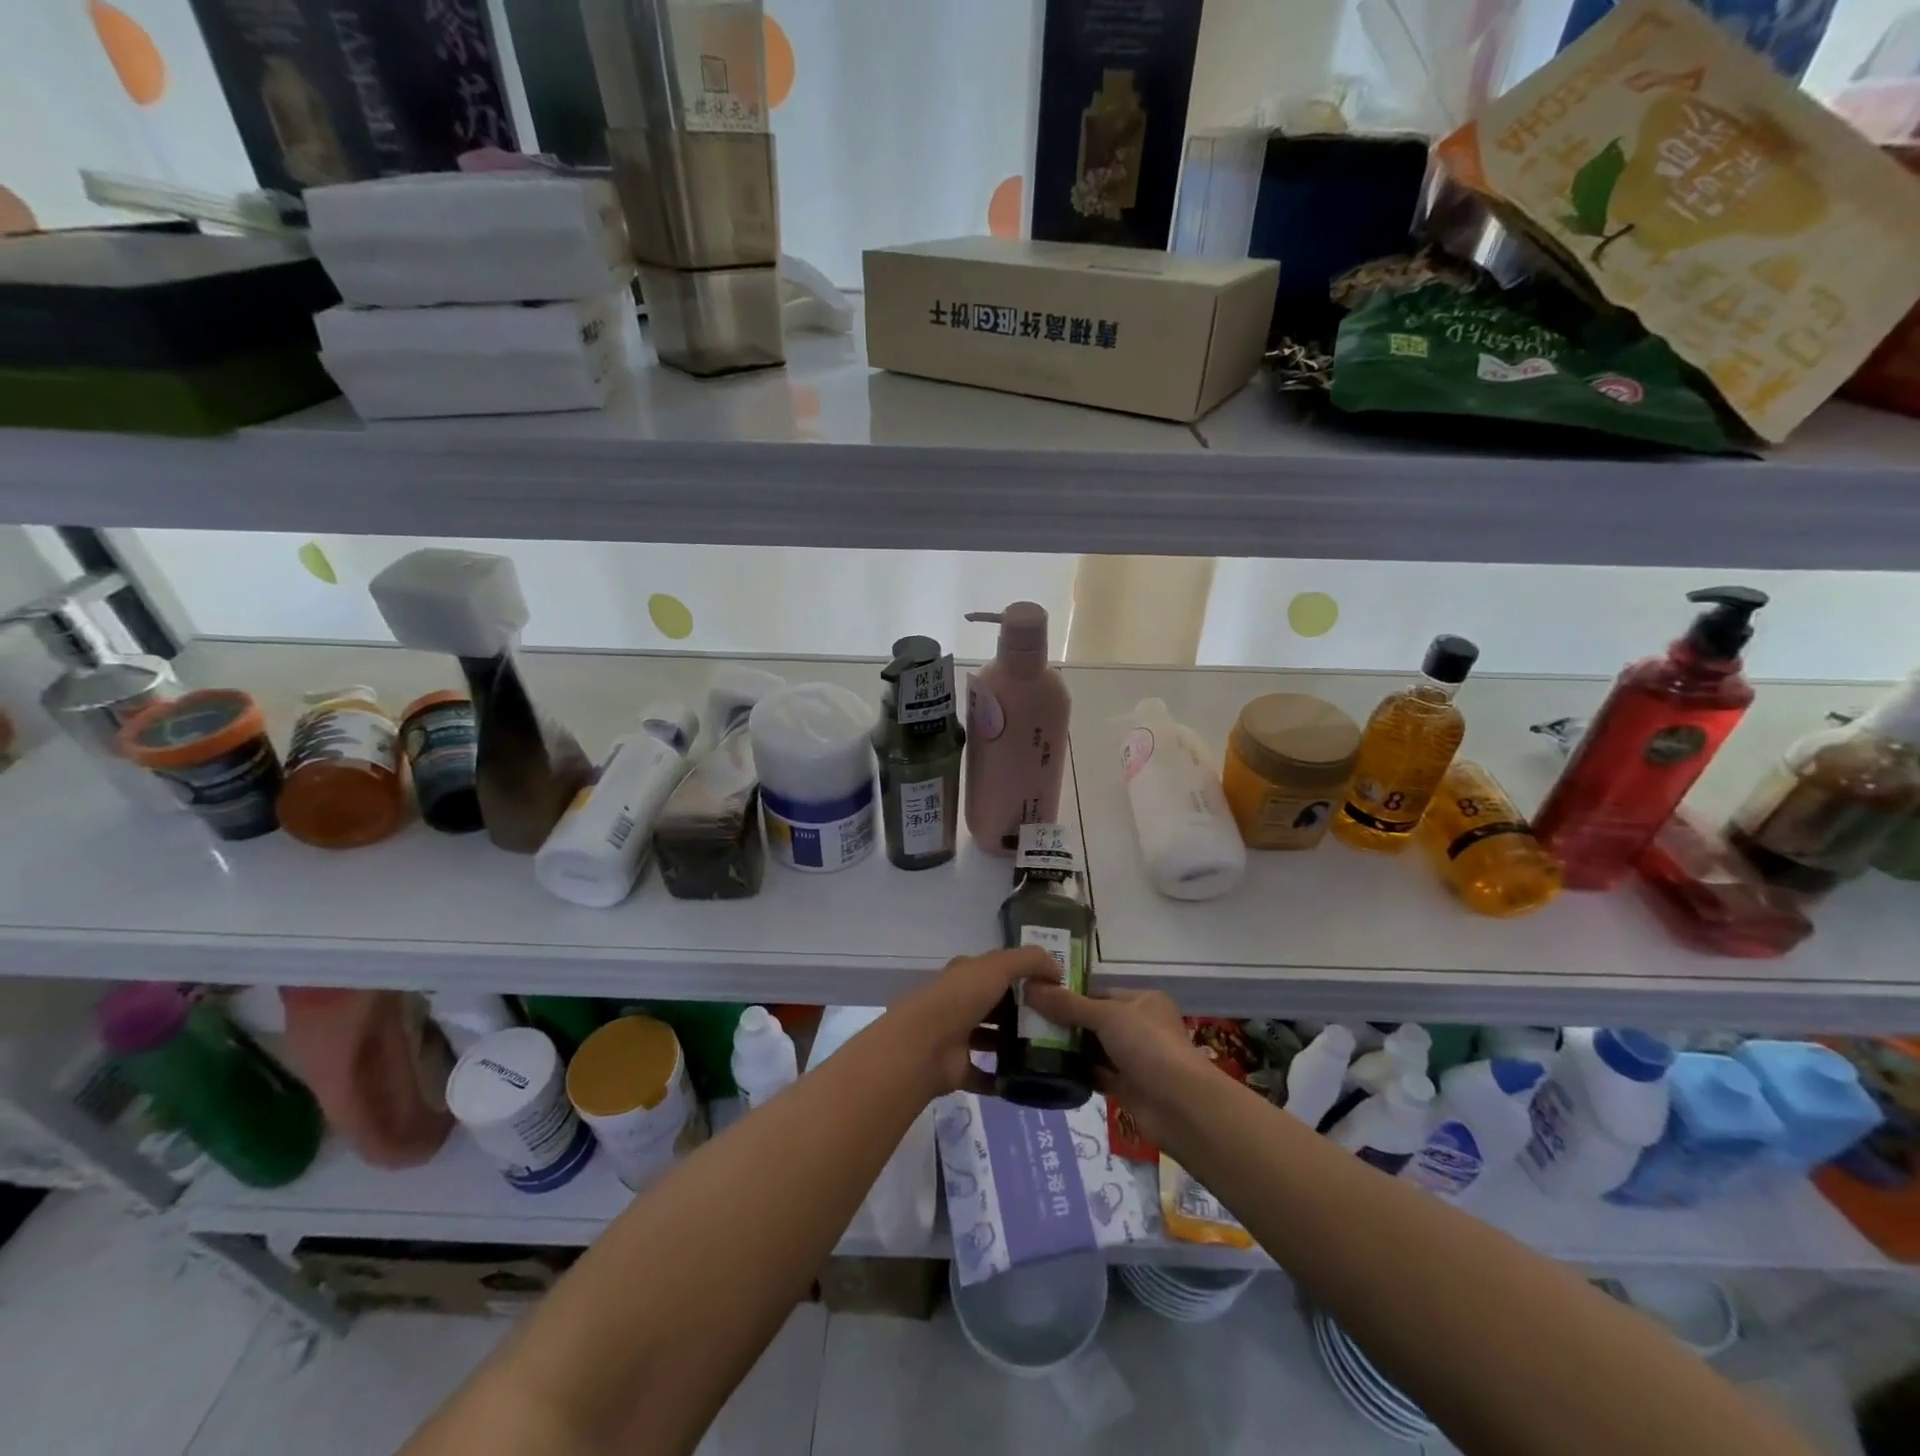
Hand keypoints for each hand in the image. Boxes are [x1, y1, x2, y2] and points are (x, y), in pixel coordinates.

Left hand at [892, 947, 1057, 1095]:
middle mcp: (960, 1003)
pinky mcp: (958, 1070)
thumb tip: (1057, 969)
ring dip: (1015, 1045)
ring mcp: (957, 1037)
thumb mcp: (998, 966)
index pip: (998, 970)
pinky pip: (986, 1074)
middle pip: (997, 1005)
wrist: (923, 1045)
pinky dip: (1003, 1078)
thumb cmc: (960, 998)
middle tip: (1059, 1023)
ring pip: (992, 1039)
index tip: (1055, 989)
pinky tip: (1029, 1080)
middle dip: (1024, 1012)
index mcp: (967, 975)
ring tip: (1050, 1052)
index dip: (1025, 976)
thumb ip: (1029, 960)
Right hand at [1022, 984, 1212, 1147]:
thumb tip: (1030, 987)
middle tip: (1027, 1023)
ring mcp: (1134, 1059)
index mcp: (1142, 1001)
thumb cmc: (1148, 1046)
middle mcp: (1139, 1027)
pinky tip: (1049, 1071)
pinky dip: (1077, 1073)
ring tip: (1030, 1046)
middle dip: (1065, 1023)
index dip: (1069, 996)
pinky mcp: (1127, 1088)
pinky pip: (1096, 1075)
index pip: (1099, 993)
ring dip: (1069, 1050)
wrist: (1180, 1106)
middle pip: (1094, 1021)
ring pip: (1094, 1049)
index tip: (1036, 999)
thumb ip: (1068, 1004)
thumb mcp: (1106, 1015)